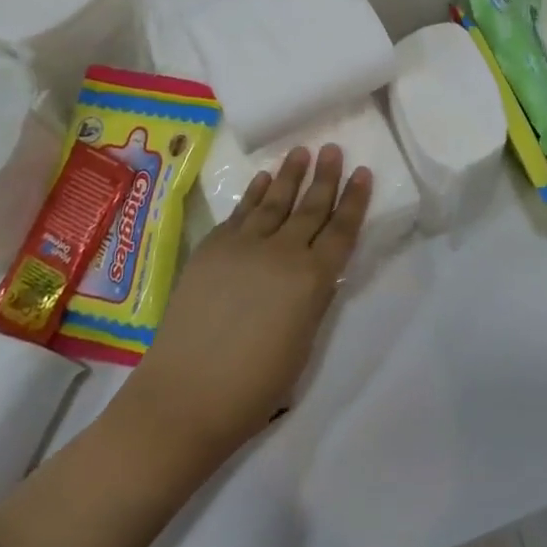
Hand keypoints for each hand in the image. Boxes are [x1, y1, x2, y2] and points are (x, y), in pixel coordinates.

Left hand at [125, 145, 370, 459]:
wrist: (183, 397)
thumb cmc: (254, 386)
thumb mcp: (303, 342)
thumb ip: (314, 298)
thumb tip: (317, 271)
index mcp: (313, 279)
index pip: (342, 229)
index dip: (355, 200)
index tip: (363, 172)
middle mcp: (283, 252)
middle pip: (310, 207)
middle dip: (325, 176)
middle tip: (333, 149)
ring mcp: (243, 246)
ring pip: (275, 201)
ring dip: (290, 175)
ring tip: (302, 151)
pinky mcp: (212, 248)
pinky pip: (240, 212)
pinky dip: (255, 194)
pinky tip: (263, 179)